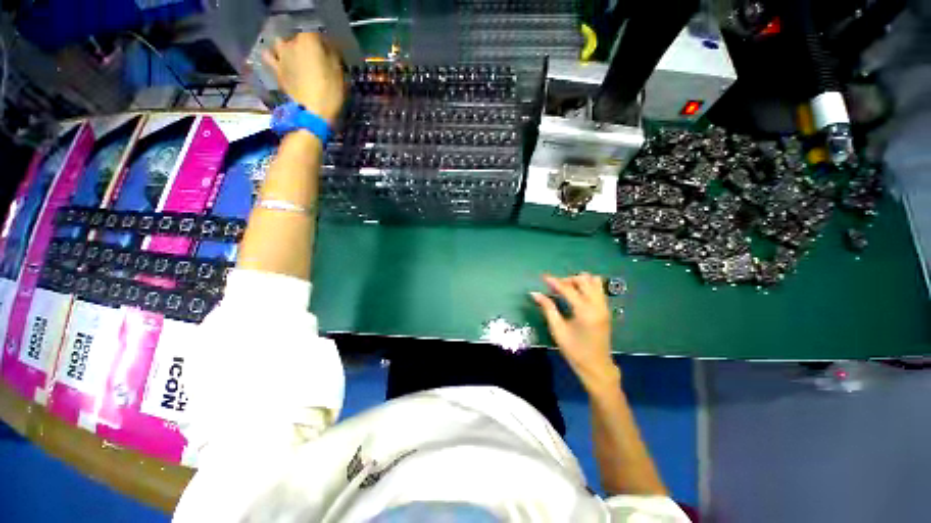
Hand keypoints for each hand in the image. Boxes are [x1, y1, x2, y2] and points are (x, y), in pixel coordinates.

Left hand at [263, 33, 345, 123]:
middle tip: (316, 59)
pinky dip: (273, 55)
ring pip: (282, 43)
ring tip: (296, 58)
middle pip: (301, 39)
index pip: (320, 36)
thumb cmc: (330, 92)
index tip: (333, 57)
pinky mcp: (275, 69)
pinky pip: (269, 56)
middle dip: (308, 47)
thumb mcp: (339, 73)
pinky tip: (279, 60)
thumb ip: (333, 56)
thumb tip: (329, 50)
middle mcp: (292, 42)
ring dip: (288, 47)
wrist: (311, 112)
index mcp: (310, 40)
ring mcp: (281, 55)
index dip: (327, 47)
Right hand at [531, 274, 620, 391]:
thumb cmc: (574, 350)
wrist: (597, 366)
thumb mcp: (558, 330)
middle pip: (584, 280)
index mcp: (585, 311)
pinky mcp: (606, 309)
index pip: (568, 289)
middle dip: (568, 280)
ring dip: (579, 281)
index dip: (554, 281)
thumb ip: (547, 308)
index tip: (543, 277)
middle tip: (555, 287)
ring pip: (594, 282)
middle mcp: (597, 305)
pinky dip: (587, 286)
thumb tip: (535, 293)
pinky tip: (577, 295)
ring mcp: (604, 306)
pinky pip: (598, 289)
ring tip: (567, 290)